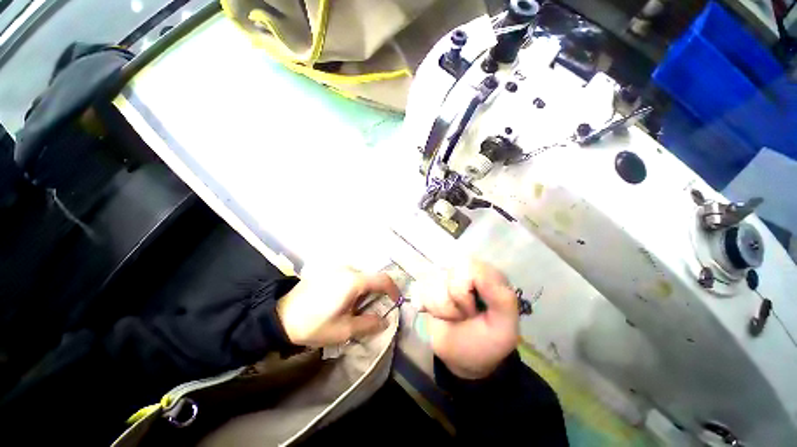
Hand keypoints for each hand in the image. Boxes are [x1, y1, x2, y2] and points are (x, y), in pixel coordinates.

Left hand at [276, 269, 400, 346]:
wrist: (281, 316)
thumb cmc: (314, 325)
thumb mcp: (344, 330)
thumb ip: (368, 324)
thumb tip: (385, 321)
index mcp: (353, 281)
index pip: (383, 279)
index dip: (393, 290)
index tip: (396, 301)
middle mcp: (348, 269)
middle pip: (372, 277)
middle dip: (378, 292)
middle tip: (375, 309)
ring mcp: (338, 268)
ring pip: (362, 276)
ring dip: (366, 290)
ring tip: (358, 307)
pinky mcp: (330, 270)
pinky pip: (351, 275)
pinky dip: (356, 286)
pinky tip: (345, 299)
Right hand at [422, 260, 517, 378]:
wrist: (462, 358)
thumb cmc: (486, 340)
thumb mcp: (504, 326)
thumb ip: (502, 298)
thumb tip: (478, 273)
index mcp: (487, 274)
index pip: (468, 268)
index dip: (466, 293)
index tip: (475, 310)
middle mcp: (465, 270)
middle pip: (448, 275)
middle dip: (454, 303)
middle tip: (465, 315)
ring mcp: (445, 276)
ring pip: (432, 285)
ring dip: (442, 309)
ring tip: (454, 317)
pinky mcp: (429, 285)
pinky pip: (420, 290)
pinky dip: (430, 309)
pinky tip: (441, 315)